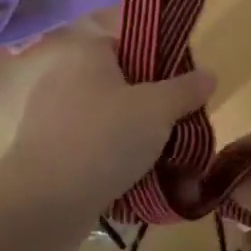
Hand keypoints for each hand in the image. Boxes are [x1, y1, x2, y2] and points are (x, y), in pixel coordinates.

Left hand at [0, 35, 214, 246]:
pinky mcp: (48, 154)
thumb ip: (185, 90)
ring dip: (139, 144)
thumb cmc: (104, 140)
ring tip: (169, 170)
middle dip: (155, 114)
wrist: (42, 203)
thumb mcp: (157, 110)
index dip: (162, 67)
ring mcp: (53, 118)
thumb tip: (209, 74)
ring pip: (111, 124)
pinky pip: (93, 151)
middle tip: (182, 135)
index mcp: (87, 54)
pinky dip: (115, 165)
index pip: (131, 47)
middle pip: (124, 88)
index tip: (185, 94)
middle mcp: (65, 78)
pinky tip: (139, 187)